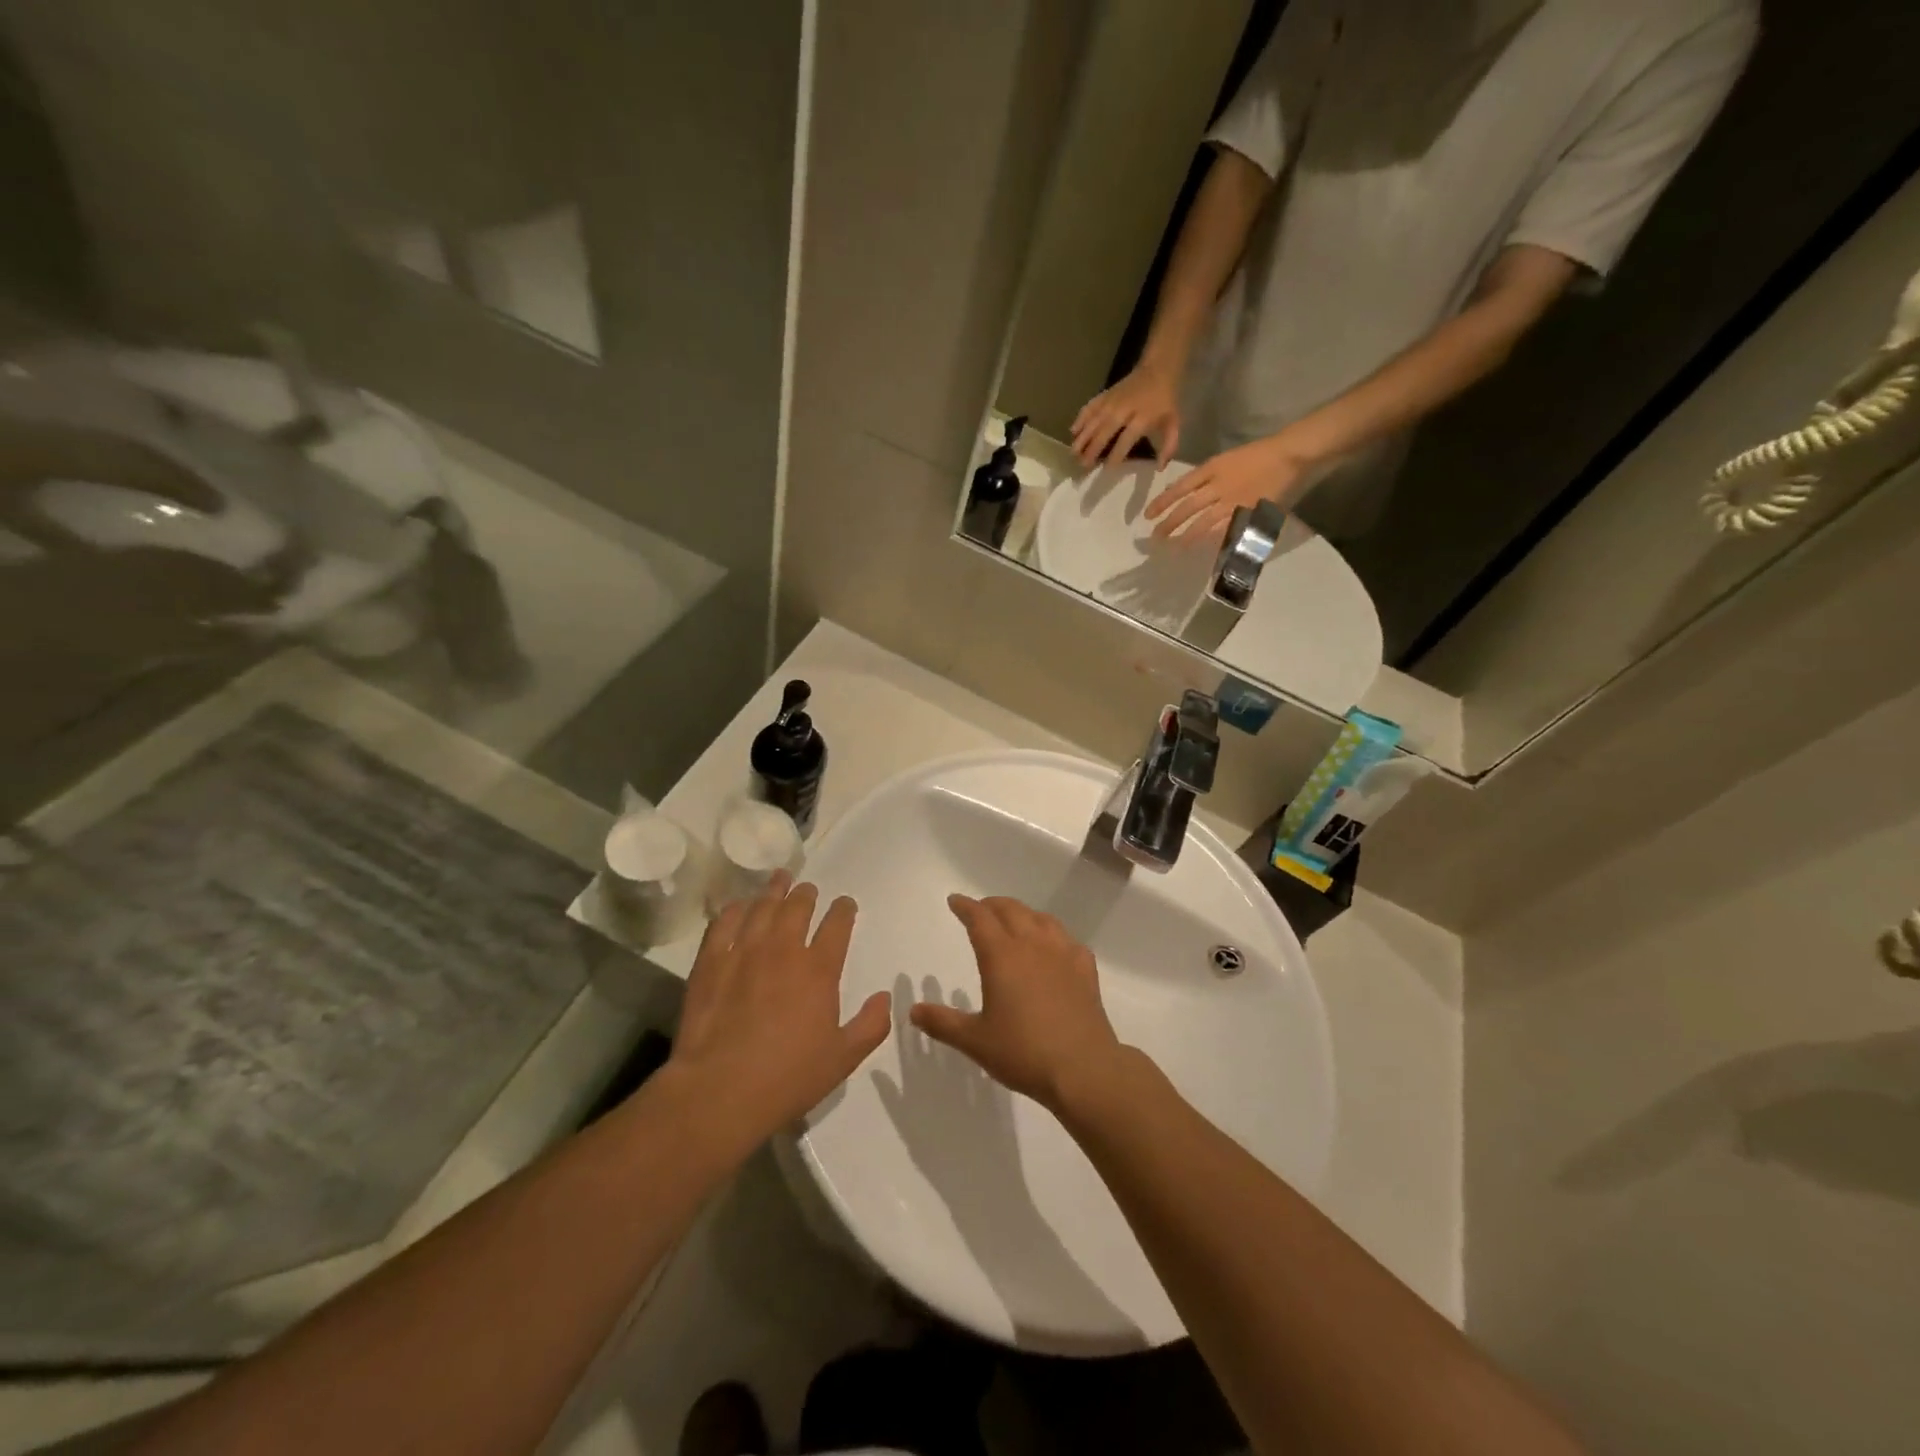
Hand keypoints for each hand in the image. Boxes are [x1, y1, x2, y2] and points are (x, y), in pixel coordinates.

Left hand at [668, 872, 889, 1144]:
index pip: (837, 925)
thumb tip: (885, 997)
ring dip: (774, 891)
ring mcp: (744, 953)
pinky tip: (738, 907)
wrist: (720, 1092)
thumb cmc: (788, 1078)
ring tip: (779, 879)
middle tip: (808, 890)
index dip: (844, 910)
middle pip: (798, 908)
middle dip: (807, 895)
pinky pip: (723, 925)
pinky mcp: (710, 963)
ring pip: (762, 908)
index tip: (845, 904)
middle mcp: (783, 950)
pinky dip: (734, 911)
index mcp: (819, 970)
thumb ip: (871, 1025)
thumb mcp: (843, 1059)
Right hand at [912, 895, 1125, 1112]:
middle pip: (1011, 910)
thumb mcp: (975, 1041)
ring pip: (1041, 919)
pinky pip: (1067, 939)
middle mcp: (1032, 945)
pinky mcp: (1085, 968)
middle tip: (981, 909)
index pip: (979, 918)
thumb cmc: (1023, 1052)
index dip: (965, 906)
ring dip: (1023, 913)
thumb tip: (914, 1010)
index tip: (955, 901)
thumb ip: (943, 1023)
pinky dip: (1053, 935)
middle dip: (992, 905)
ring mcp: (1063, 954)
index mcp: (1002, 956)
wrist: (1083, 1068)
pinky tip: (1053, 948)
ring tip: (1015, 922)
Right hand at [1070, 363, 1182, 466]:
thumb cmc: (1165, 401)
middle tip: (1082, 465)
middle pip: (1104, 431)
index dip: (1116, 454)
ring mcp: (1112, 400)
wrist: (1157, 369)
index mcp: (1142, 417)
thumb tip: (1160, 468)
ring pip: (1093, 420)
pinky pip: (1089, 407)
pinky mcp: (1105, 395)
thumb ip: (1169, 446)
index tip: (1107, 468)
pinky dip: (1080, 418)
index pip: (1126, 439)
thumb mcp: (1173, 422)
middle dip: (1092, 449)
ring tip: (1073, 453)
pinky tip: (1072, 431)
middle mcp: (1124, 409)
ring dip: (1082, 437)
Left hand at [1143, 433, 1314, 540]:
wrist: (1290, 453)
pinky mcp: (1248, 512)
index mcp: (1212, 468)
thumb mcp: (1227, 460)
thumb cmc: (1259, 455)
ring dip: (1187, 535)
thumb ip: (1207, 478)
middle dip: (1169, 523)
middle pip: (1187, 507)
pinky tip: (1202, 548)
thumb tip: (1185, 495)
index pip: (1180, 487)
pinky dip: (1213, 540)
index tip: (1148, 514)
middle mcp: (1218, 485)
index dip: (1163, 501)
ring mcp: (1233, 500)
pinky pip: (1226, 529)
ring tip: (1174, 546)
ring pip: (1203, 521)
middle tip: (1155, 536)